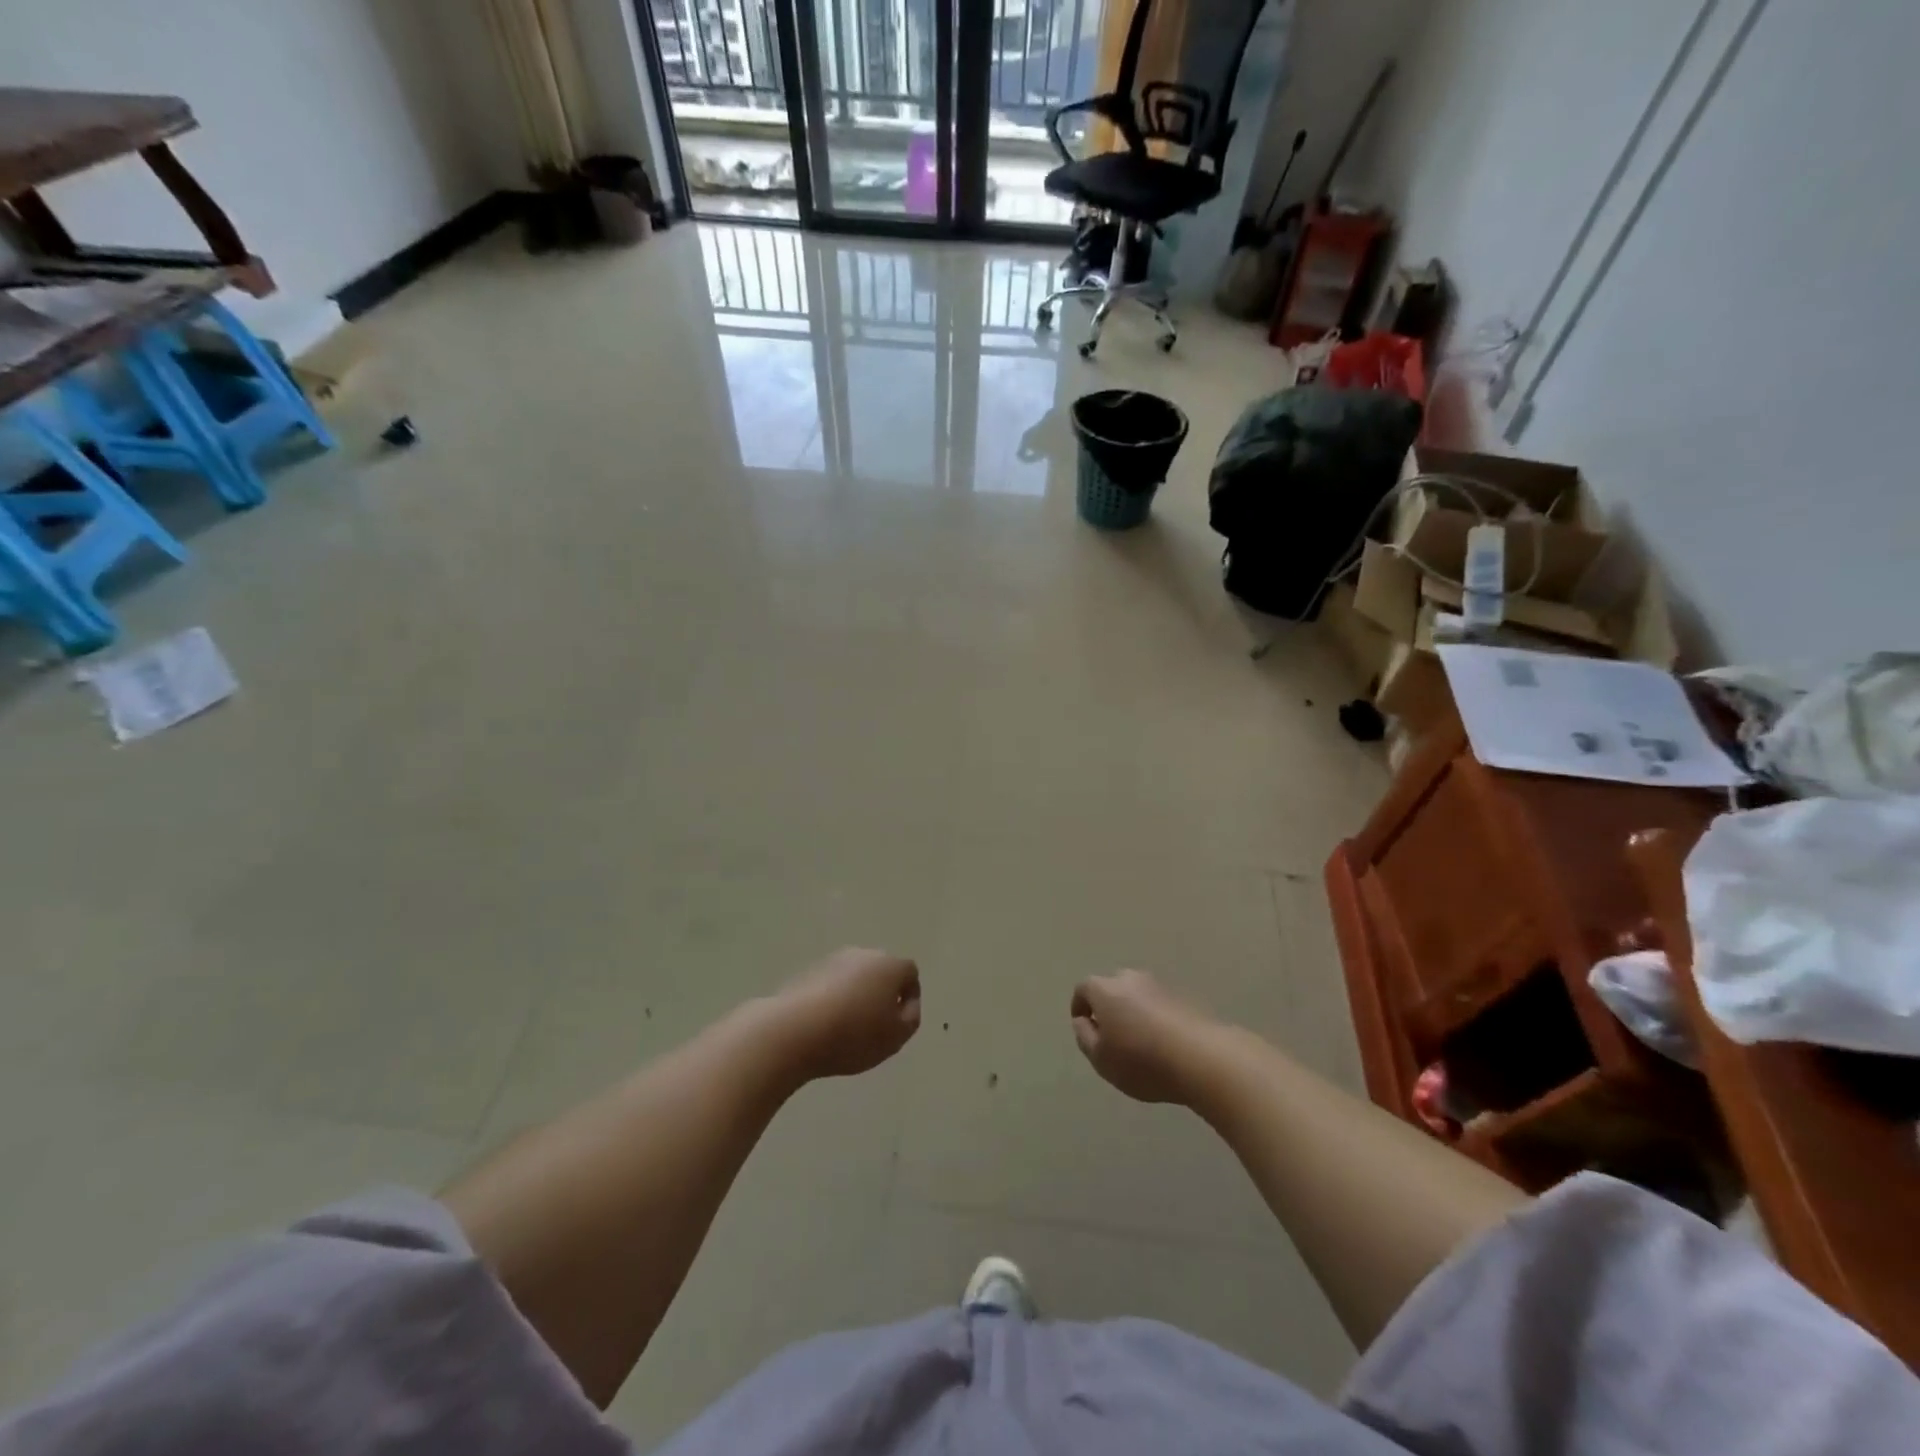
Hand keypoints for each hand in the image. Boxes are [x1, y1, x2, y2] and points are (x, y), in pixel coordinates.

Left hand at [771, 947, 921, 1080]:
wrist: (794, 1030)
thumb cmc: (854, 1034)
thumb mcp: (896, 1037)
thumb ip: (910, 1018)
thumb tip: (906, 1005)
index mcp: (890, 965)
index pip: (910, 973)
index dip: (910, 998)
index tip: (900, 1023)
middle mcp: (863, 954)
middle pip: (881, 972)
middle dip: (882, 995)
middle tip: (876, 1026)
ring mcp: (833, 960)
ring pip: (855, 977)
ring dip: (856, 997)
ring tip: (848, 1029)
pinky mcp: (808, 972)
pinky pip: (831, 986)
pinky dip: (833, 1000)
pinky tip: (825, 1025)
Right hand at [1070, 970, 1219, 1104]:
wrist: (1203, 1058)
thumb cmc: (1142, 1060)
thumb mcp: (1101, 1058)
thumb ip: (1085, 1037)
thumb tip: (1083, 1021)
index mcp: (1105, 989)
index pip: (1083, 989)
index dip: (1080, 1007)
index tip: (1083, 1027)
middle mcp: (1131, 979)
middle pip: (1112, 988)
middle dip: (1108, 1007)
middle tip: (1111, 1035)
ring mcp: (1160, 986)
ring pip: (1137, 995)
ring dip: (1133, 1012)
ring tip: (1139, 1042)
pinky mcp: (1185, 998)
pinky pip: (1160, 1005)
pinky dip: (1156, 1019)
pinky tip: (1163, 1044)